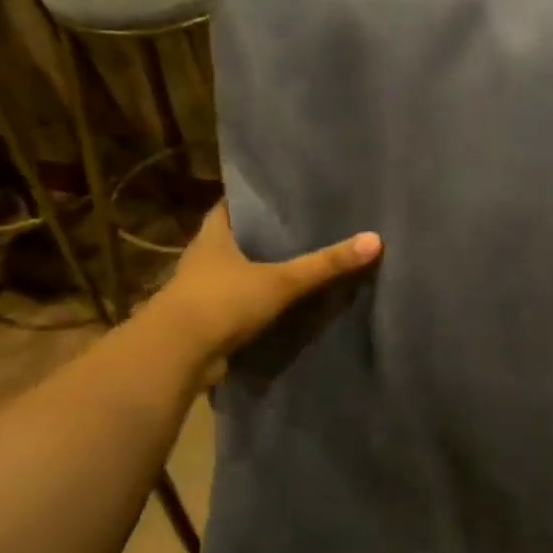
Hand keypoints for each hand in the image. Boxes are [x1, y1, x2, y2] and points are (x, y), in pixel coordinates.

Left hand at [150, 203, 381, 357]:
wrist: (177, 356)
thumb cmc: (223, 302)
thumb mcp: (281, 281)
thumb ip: (325, 264)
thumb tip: (375, 239)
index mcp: (213, 237)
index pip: (229, 206)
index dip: (252, 200)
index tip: (280, 196)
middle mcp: (203, 259)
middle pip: (234, 240)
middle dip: (261, 237)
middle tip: (300, 229)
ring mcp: (201, 292)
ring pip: (235, 274)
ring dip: (258, 272)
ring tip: (297, 265)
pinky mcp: (206, 322)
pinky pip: (237, 305)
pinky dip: (255, 303)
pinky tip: (282, 305)